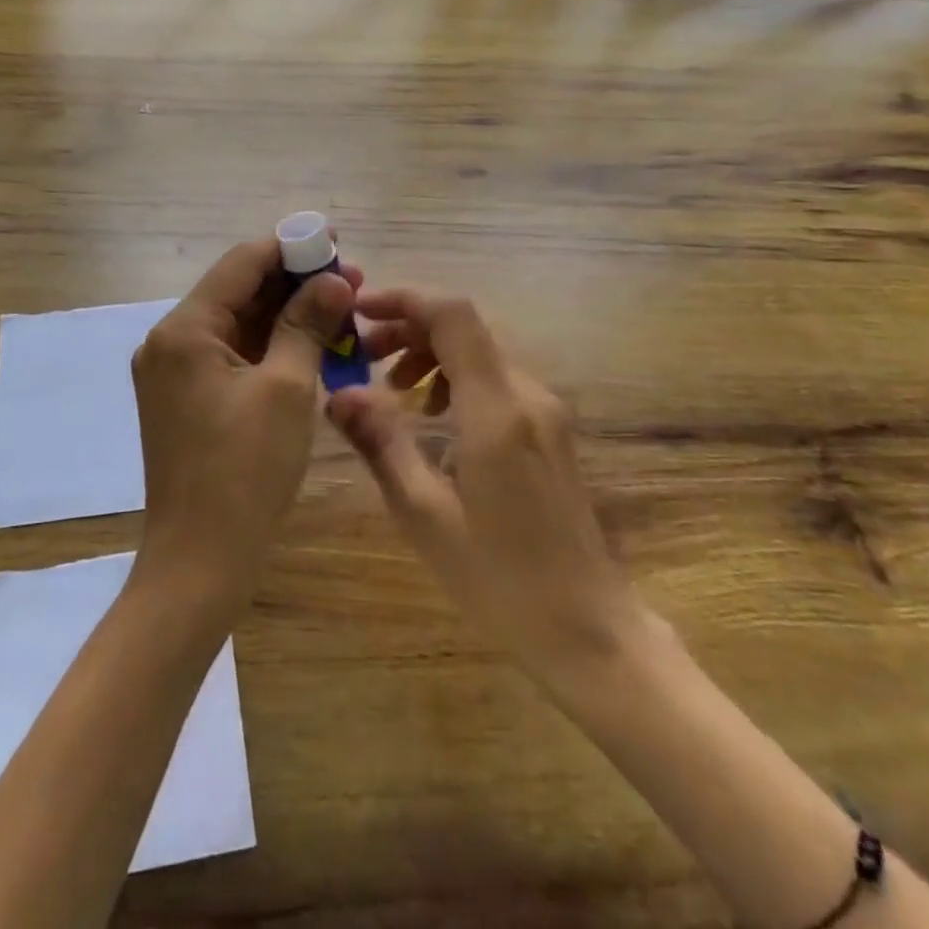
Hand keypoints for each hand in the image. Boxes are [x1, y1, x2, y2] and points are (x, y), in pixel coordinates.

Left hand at [131, 235, 356, 610]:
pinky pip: (230, 356)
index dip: (290, 247)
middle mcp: (168, 341)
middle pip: (237, 292)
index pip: (240, 264)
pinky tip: (310, 346)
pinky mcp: (184, 399)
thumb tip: (333, 280)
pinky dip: (268, 348)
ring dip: (284, 316)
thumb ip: (307, 324)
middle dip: (293, 284)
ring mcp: (173, 372)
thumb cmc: (246, 471)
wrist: (200, 561)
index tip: (335, 241)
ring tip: (339, 310)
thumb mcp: (287, 389)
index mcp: (184, 330)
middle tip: (349, 282)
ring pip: (236, 325)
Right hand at [327, 288, 644, 687]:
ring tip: (390, 389)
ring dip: (430, 353)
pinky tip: (433, 417)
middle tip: (362, 355)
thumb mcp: (424, 514)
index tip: (359, 311)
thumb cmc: (500, 579)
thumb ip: (381, 442)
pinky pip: (496, 380)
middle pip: (465, 328)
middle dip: (408, 328)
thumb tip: (337, 392)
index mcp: (497, 410)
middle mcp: (528, 395)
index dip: (404, 298)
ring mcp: (546, 411)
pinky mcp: (551, 429)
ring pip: (480, 351)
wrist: (590, 630)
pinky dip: (455, 377)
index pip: (453, 316)